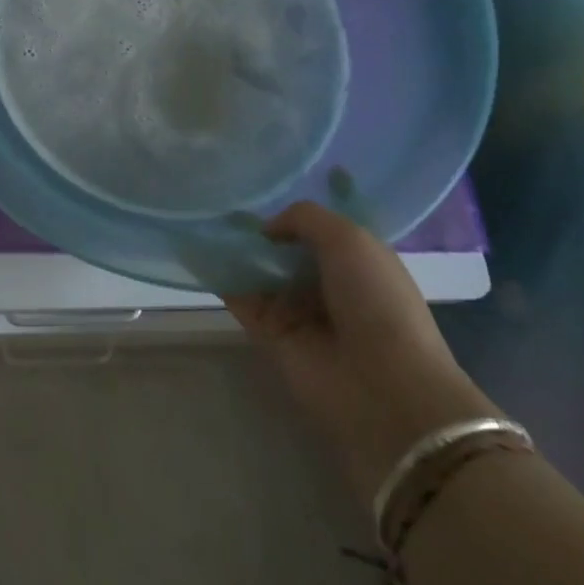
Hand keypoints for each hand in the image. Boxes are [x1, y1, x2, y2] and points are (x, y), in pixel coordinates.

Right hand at [227, 203, 497, 505]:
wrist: (384, 387)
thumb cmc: (376, 301)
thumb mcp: (349, 239)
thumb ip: (305, 218)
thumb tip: (268, 227)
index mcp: (356, 261)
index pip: (316, 231)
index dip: (291, 217)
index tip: (260, 197)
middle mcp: (326, 284)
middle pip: (283, 251)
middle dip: (258, 233)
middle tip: (223, 209)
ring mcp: (297, 311)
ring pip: (259, 273)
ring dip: (235, 252)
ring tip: (202, 222)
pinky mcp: (270, 335)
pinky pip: (240, 299)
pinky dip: (221, 278)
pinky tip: (199, 253)